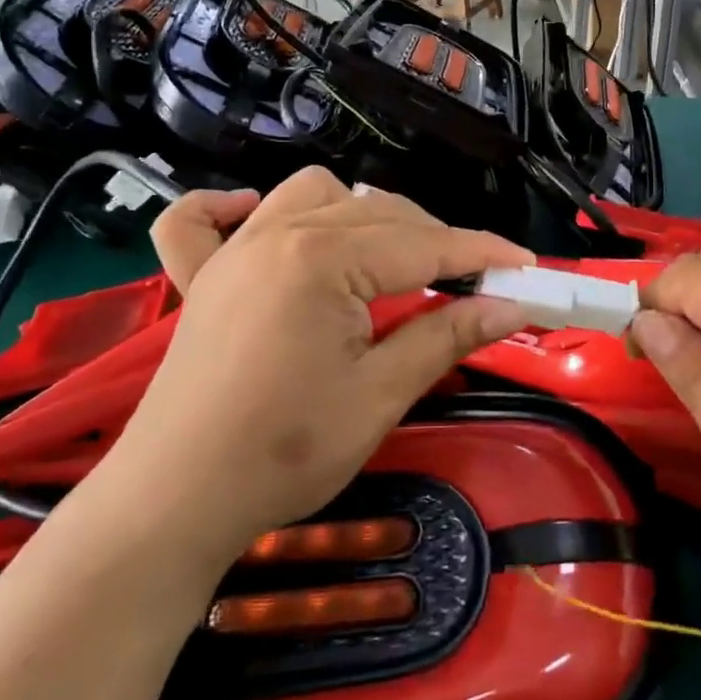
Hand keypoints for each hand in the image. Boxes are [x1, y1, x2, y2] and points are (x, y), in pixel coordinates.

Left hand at [92, 169, 529, 579]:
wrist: (173, 505)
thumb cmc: (285, 453)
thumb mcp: (381, 394)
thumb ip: (448, 335)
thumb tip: (512, 306)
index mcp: (324, 259)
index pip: (424, 244)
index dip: (483, 254)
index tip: (527, 267)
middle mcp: (278, 232)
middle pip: (379, 211)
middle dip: (434, 240)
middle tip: (472, 285)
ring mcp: (234, 249)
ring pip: (312, 194)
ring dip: (358, 213)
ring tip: (387, 260)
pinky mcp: (203, 276)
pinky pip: (204, 219)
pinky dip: (231, 208)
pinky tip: (257, 218)